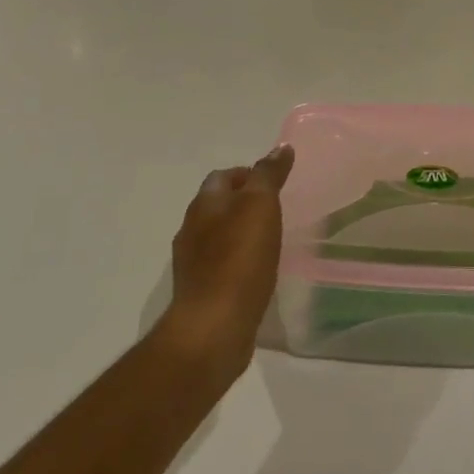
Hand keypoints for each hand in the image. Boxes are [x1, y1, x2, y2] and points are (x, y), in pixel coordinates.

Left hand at [157, 144, 295, 379]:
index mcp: (204, 204)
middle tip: (277, 211)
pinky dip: (239, 262)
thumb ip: (268, 175)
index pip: (222, 176)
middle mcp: (192, 229)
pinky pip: (222, 266)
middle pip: (217, 205)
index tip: (275, 183)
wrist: (213, 326)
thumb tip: (281, 147)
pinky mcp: (201, 292)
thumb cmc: (239, 259)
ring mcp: (193, 263)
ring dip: (240, 234)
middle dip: (243, 203)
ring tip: (271, 242)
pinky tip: (259, 273)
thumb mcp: (260, 206)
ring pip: (218, 237)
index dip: (247, 174)